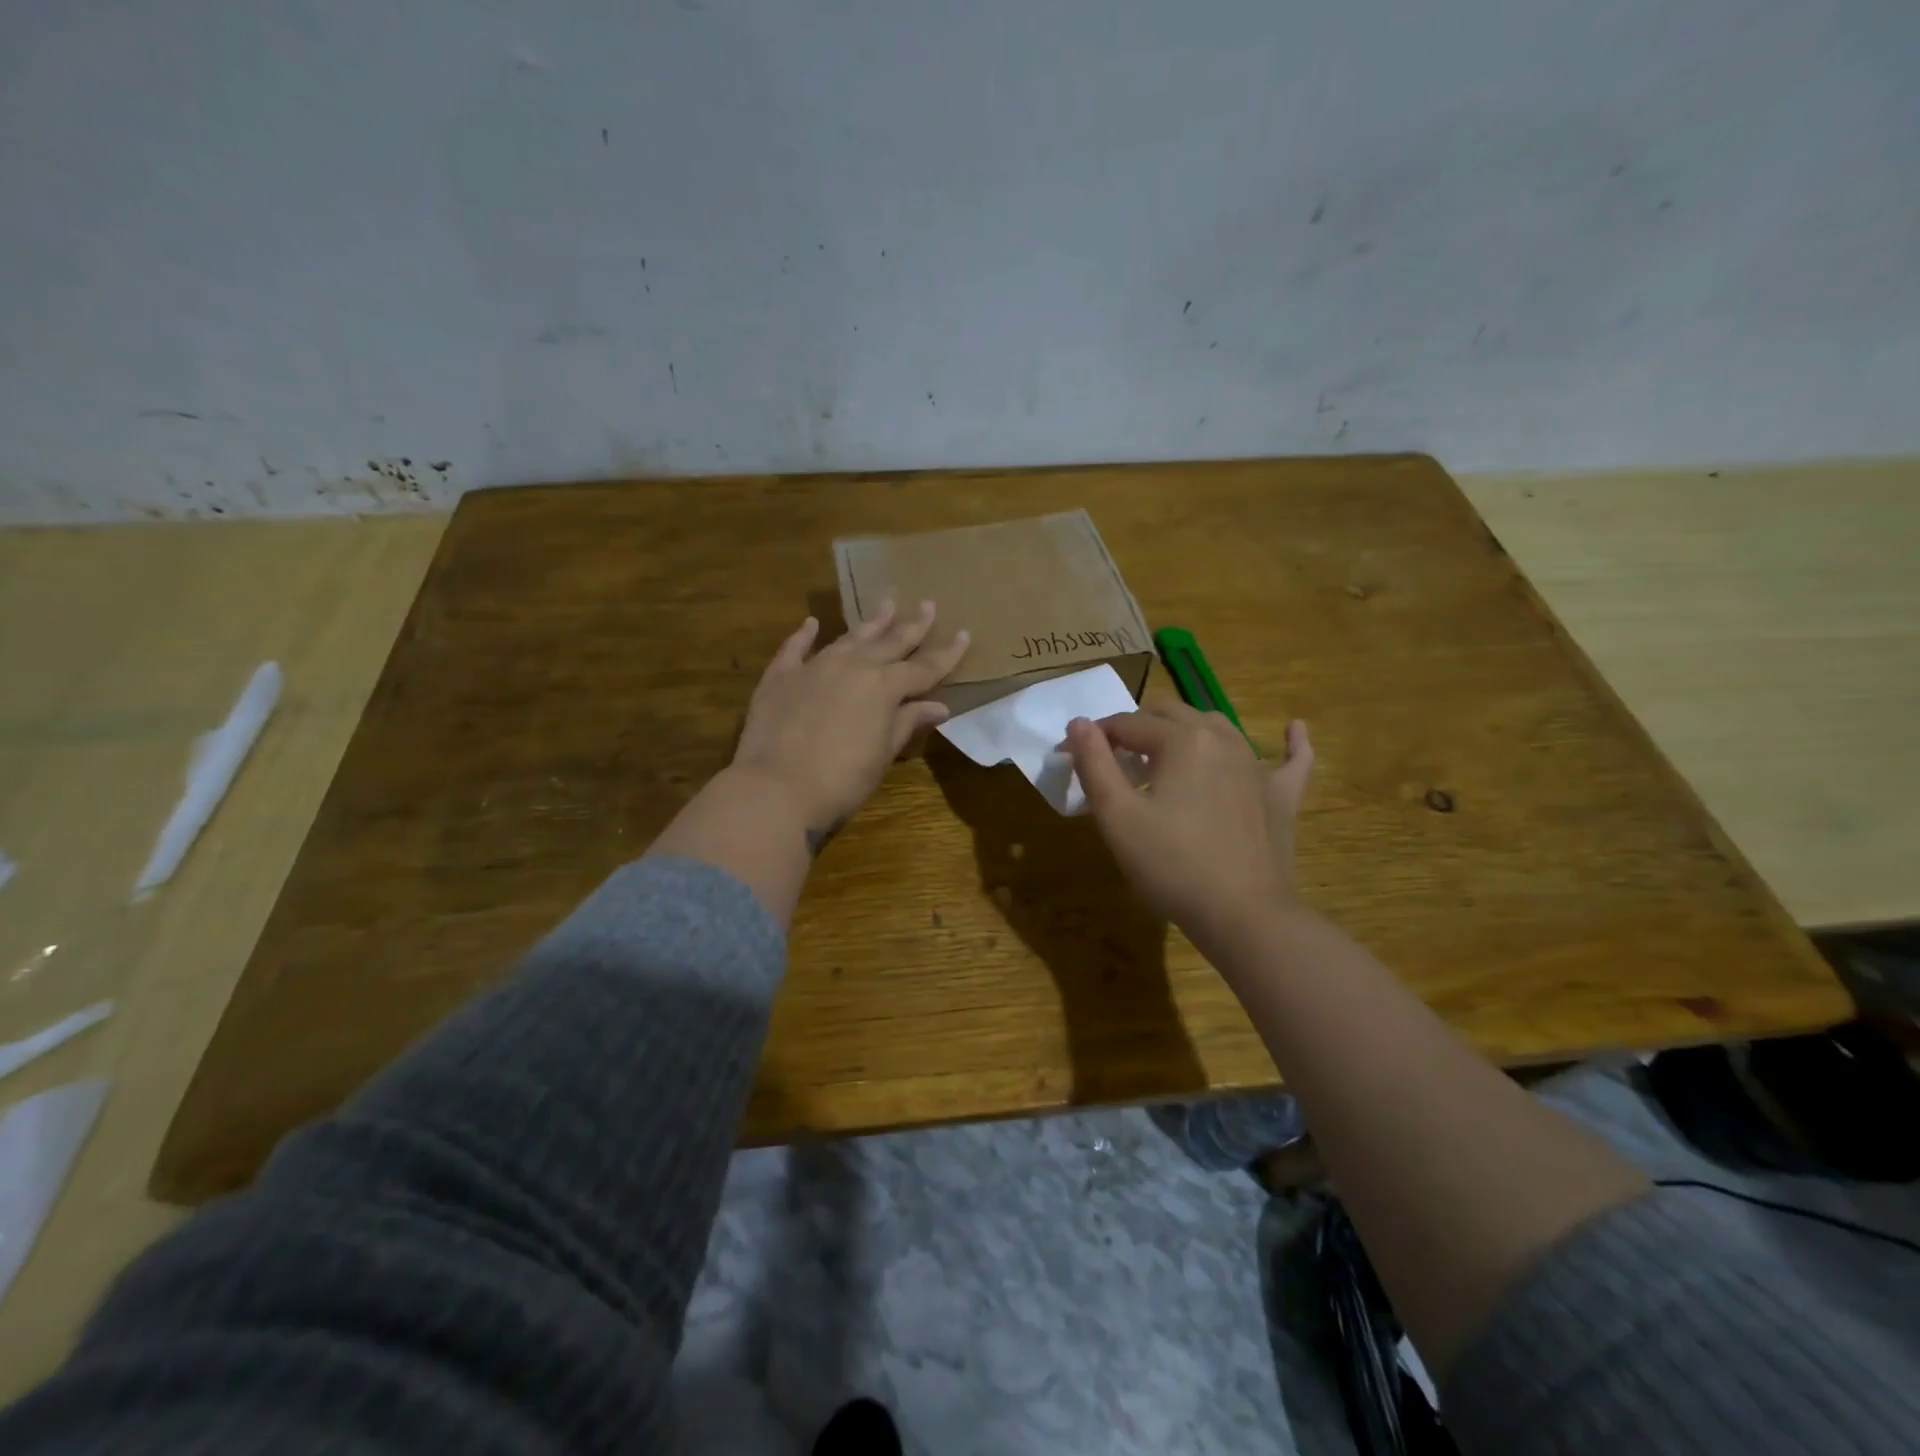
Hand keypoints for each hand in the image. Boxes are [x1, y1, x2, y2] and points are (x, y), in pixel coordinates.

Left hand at [732, 600, 969, 844]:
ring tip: (887, 603)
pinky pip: (795, 648)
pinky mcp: (781, 677)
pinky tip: (812, 624)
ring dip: (871, 622)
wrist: (776, 787)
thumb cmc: (841, 779)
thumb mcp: (882, 754)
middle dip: (912, 625)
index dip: (946, 653)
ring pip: (850, 637)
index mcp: (884, 687)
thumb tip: (938, 706)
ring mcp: (815, 667)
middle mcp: (853, 666)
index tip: (964, 634)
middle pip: (890, 642)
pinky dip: (805, 634)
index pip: (924, 667)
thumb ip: (907, 723)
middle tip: (928, 604)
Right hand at [1065, 705, 1313, 944]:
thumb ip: (1094, 763)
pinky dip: (1289, 742)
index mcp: (1180, 740)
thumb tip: (1079, 723)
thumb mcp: (1117, 816)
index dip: (1093, 737)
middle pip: (1170, 715)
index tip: (1068, 756)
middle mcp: (1221, 738)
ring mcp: (1257, 765)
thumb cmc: (1171, 865)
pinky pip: (1292, 759)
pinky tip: (1294, 728)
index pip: (1126, 724)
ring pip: (1217, 726)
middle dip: (1135, 727)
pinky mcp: (1281, 796)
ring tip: (1164, 751)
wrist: (1243, 915)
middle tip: (1112, 759)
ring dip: (1185, 729)